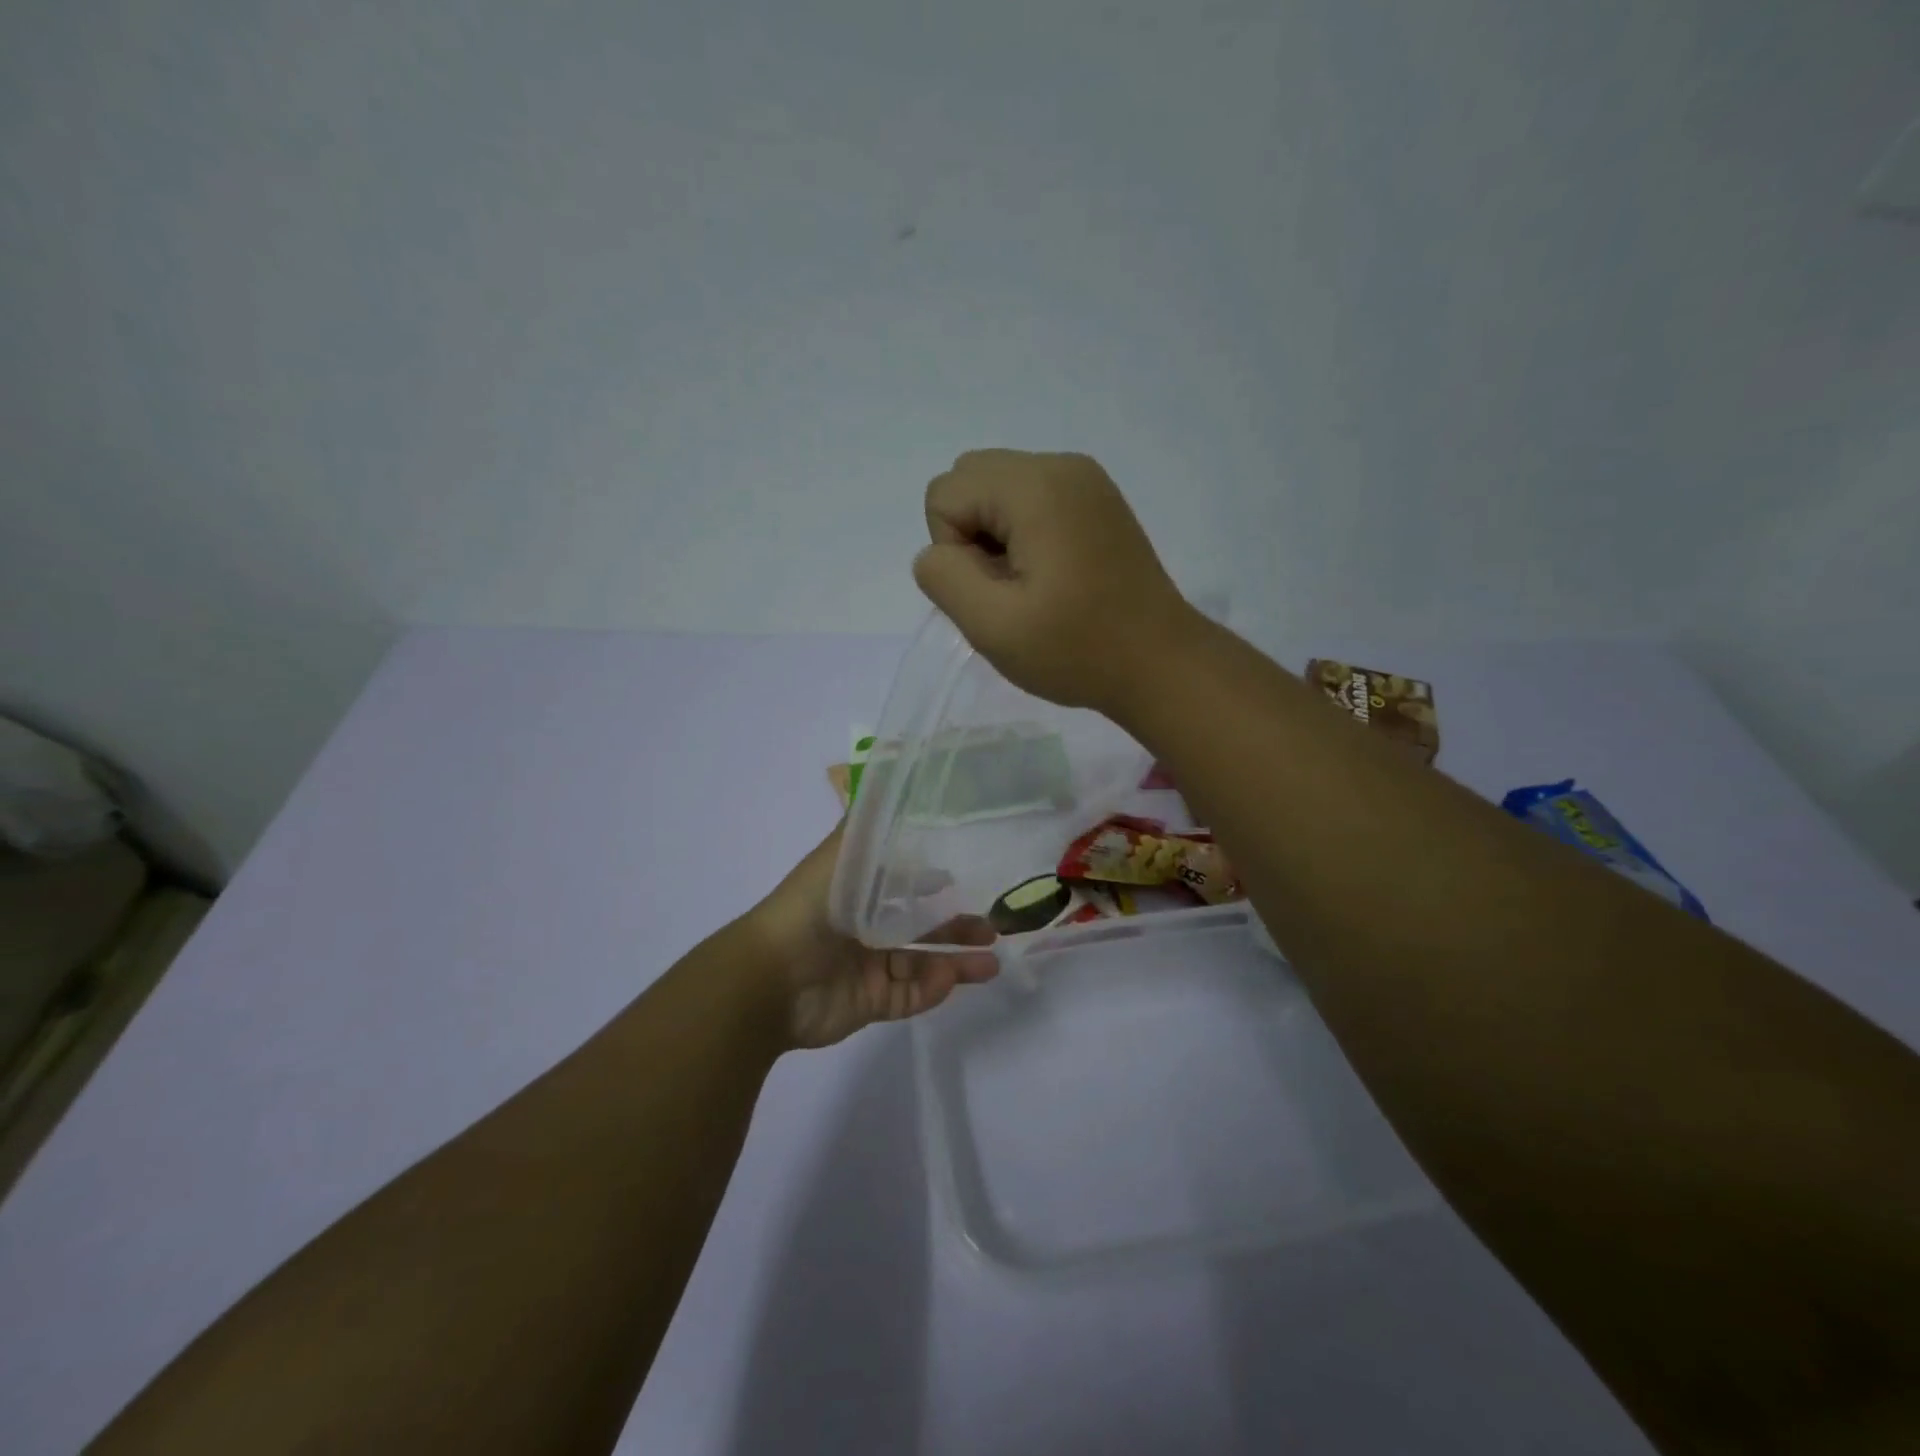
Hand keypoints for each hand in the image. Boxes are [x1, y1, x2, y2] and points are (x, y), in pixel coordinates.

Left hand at [745, 826, 999, 1050]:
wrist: (771, 977)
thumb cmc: (810, 908)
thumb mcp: (842, 856)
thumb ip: (869, 827)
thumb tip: (892, 783)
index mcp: (856, 894)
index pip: (902, 887)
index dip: (933, 884)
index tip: (965, 879)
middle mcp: (864, 930)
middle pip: (920, 929)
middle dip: (957, 928)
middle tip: (993, 929)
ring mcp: (867, 968)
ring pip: (922, 965)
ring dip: (957, 963)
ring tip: (993, 964)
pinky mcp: (870, 1003)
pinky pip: (908, 997)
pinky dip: (931, 989)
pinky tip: (950, 978)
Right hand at [911, 449, 1197, 712]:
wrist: (1160, 664)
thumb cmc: (1077, 650)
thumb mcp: (993, 626)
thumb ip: (944, 577)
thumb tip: (939, 552)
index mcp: (1035, 486)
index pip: (945, 494)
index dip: (954, 550)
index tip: (996, 590)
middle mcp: (1060, 466)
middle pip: (970, 480)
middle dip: (971, 535)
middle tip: (1011, 587)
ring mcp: (1085, 481)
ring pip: (998, 491)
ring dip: (996, 537)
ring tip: (1033, 585)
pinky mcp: (1098, 502)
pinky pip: (1031, 502)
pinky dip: (1024, 535)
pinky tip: (1053, 577)